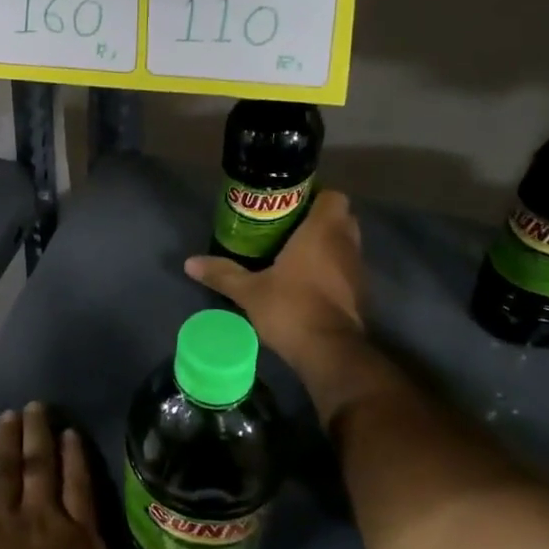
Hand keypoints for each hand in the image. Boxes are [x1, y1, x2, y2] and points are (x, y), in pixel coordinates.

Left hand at [0, 403, 146, 548]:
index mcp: (79, 547)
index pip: (80, 491)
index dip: (76, 459)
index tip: (70, 432)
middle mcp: (44, 522)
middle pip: (43, 468)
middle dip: (40, 435)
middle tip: (35, 406)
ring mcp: (3, 520)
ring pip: (8, 470)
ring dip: (9, 440)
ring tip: (10, 415)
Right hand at [184, 188, 365, 369]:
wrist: (330, 352)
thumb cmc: (291, 308)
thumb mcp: (249, 291)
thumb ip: (222, 273)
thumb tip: (189, 262)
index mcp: (322, 231)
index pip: (333, 196)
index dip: (315, 196)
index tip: (290, 204)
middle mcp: (345, 243)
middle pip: (341, 217)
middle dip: (319, 219)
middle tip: (288, 227)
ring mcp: (356, 269)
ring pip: (345, 243)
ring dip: (326, 244)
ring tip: (294, 253)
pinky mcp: (359, 293)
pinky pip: (345, 268)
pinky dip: (331, 268)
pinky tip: (307, 281)